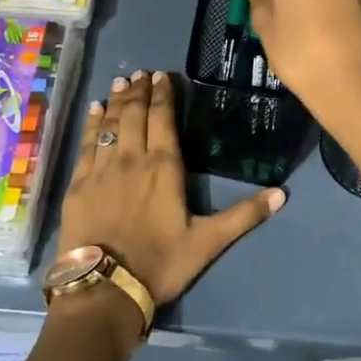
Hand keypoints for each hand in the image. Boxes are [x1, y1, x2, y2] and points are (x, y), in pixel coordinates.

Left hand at [55, 70, 283, 305]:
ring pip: (110, 124)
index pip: (163, 119)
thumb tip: (282, 194)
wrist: (105, 288)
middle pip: (135, 114)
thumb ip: (243, 216)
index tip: (162, 76)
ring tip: (120, 81)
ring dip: (115, 101)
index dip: (163, 95)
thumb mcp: (208, 242)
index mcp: (164, 167)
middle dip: (139, 91)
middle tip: (140, 73)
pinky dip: (91, 124)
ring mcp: (102, 169)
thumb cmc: (160, 263)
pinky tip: (93, 111)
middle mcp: (132, 158)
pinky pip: (86, 144)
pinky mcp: (79, 183)